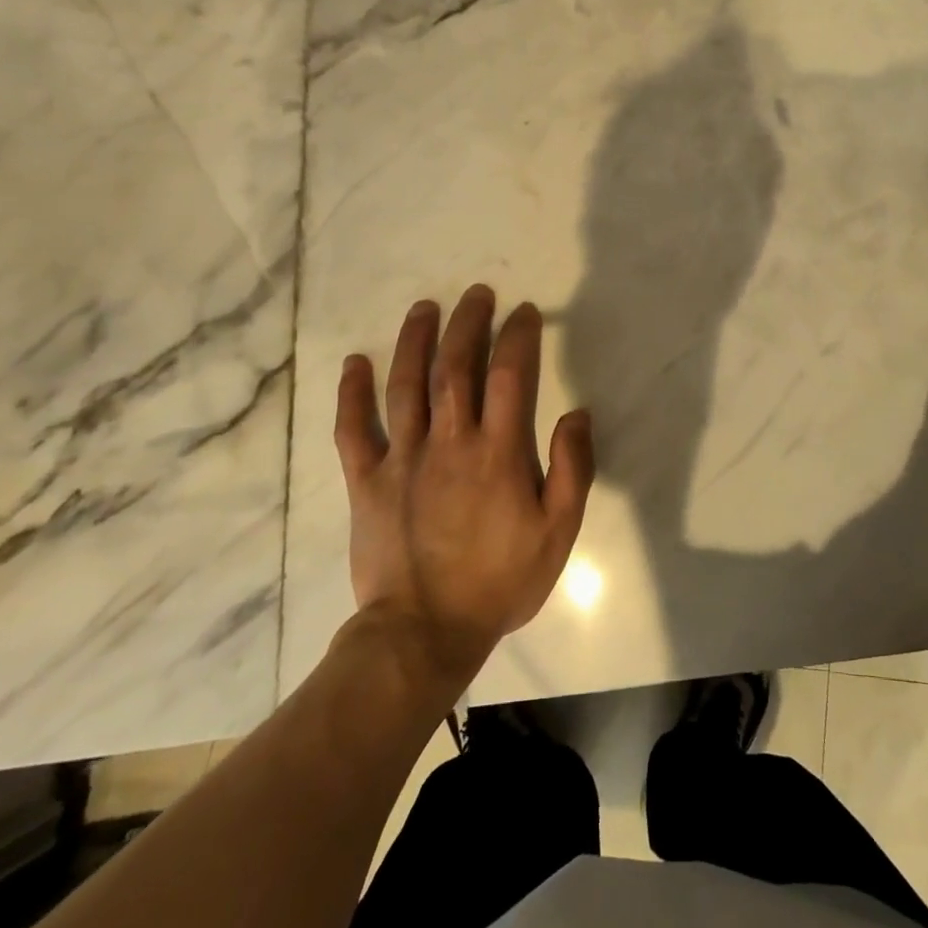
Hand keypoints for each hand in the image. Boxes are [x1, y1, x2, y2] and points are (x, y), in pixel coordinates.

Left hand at [333, 285, 594, 678]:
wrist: (424, 634)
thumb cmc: (500, 582)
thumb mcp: (558, 532)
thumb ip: (573, 469)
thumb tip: (575, 413)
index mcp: (497, 452)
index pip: (510, 375)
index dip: (518, 337)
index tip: (525, 312)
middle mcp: (448, 442)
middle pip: (456, 367)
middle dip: (468, 323)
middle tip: (477, 293)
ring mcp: (402, 459)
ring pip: (405, 385)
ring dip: (415, 341)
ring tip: (425, 307)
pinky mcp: (367, 482)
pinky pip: (353, 429)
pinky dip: (351, 393)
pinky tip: (355, 363)